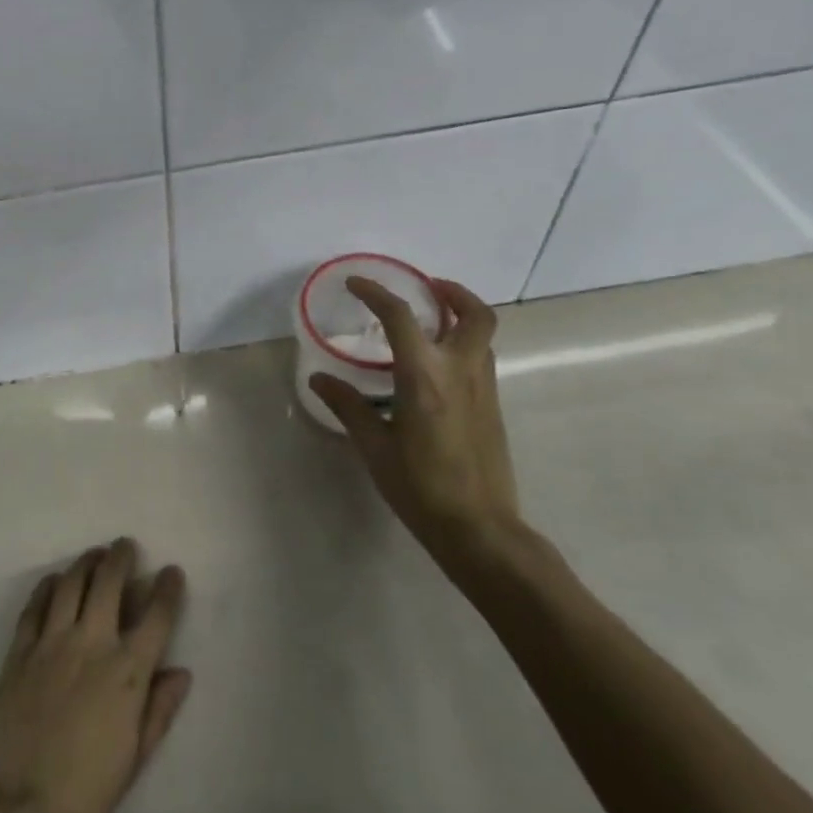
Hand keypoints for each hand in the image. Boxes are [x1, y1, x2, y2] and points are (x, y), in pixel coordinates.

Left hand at [0, 539, 189, 812]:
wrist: (17, 810)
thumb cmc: (85, 794)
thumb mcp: (135, 758)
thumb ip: (159, 709)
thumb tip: (180, 672)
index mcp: (127, 672)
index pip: (156, 616)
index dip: (167, 589)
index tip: (171, 572)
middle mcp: (92, 644)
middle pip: (109, 582)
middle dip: (121, 557)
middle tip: (125, 546)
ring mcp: (51, 642)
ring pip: (71, 583)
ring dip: (86, 562)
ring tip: (94, 554)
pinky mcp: (20, 650)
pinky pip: (35, 605)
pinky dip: (47, 586)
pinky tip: (54, 580)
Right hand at [308, 276, 521, 571]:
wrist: (480, 529)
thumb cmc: (421, 487)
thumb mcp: (374, 447)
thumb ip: (348, 406)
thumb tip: (319, 378)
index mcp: (425, 377)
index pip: (401, 316)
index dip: (376, 293)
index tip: (356, 284)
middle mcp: (461, 372)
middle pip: (474, 313)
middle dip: (452, 292)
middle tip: (425, 288)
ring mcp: (483, 389)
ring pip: (483, 335)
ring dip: (460, 316)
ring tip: (429, 322)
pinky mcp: (492, 407)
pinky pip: (480, 359)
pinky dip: (462, 344)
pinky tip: (435, 367)